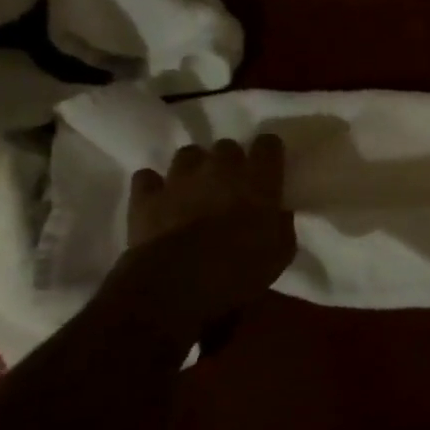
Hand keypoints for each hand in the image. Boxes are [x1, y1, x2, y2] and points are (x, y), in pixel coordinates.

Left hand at [122, 136, 296, 325]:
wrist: (178, 285)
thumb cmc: (240, 270)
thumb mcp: (280, 253)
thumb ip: (281, 225)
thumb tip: (278, 213)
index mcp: (258, 180)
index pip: (268, 144)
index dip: (268, 152)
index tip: (269, 165)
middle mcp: (220, 168)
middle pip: (227, 146)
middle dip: (230, 161)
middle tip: (231, 183)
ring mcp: (180, 179)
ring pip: (188, 154)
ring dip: (194, 167)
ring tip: (195, 187)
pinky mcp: (147, 197)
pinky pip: (147, 178)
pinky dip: (154, 185)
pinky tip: (159, 199)